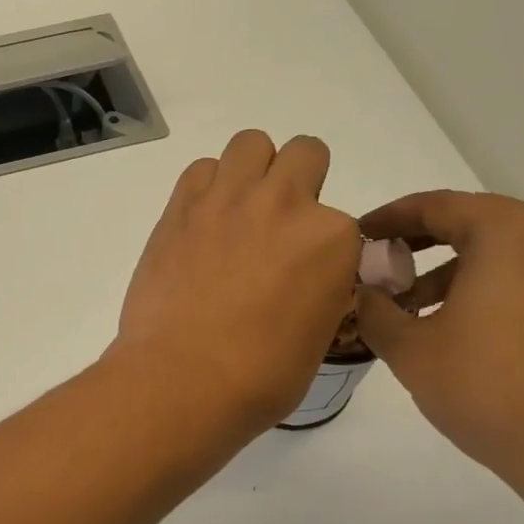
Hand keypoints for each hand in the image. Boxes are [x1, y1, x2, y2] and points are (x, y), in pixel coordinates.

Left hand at [113, 131, 360, 433]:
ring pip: (251, 144)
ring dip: (253, 171)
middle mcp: (284, 203)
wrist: (182, 379)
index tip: (305, 272)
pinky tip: (202, 222)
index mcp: (332, 238)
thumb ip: (323, 288)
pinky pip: (200, 169)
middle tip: (277, 226)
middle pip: (305, 154)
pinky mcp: (181, 207)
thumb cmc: (260, 377)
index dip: (324, 247)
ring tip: (239, 212)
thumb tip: (307, 278)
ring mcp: (228, 200)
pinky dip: (207, 186)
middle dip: (299, 182)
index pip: (343, 222)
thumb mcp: (320, 335)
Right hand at [354, 190, 523, 511]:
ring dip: (458, 271)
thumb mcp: (410, 349)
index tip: (359, 237)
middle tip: (384, 272)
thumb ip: (375, 310)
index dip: (390, 219)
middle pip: (476, 224)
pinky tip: (468, 332)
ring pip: (508, 254)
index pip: (437, 206)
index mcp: (510, 233)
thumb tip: (364, 293)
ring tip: (419, 313)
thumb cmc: (489, 388)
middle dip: (422, 245)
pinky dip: (495, 290)